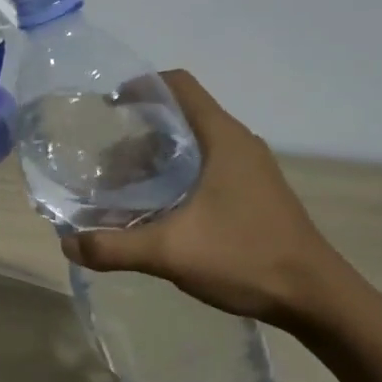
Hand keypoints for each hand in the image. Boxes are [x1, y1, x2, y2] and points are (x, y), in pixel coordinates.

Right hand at [61, 70, 350, 329]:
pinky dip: (175, 178)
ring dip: (155, 160)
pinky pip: (206, 169)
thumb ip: (114, 246)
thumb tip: (67, 245)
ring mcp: (249, 169)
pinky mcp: (253, 193)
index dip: (140, 87)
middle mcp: (237, 144)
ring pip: (193, 146)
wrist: (314, 296)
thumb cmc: (245, 257)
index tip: (106, 106)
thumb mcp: (171, 251)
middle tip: (103, 161)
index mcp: (222, 138)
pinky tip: (156, 211)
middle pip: (181, 116)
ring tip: (120, 189)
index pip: (178, 85)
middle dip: (137, 133)